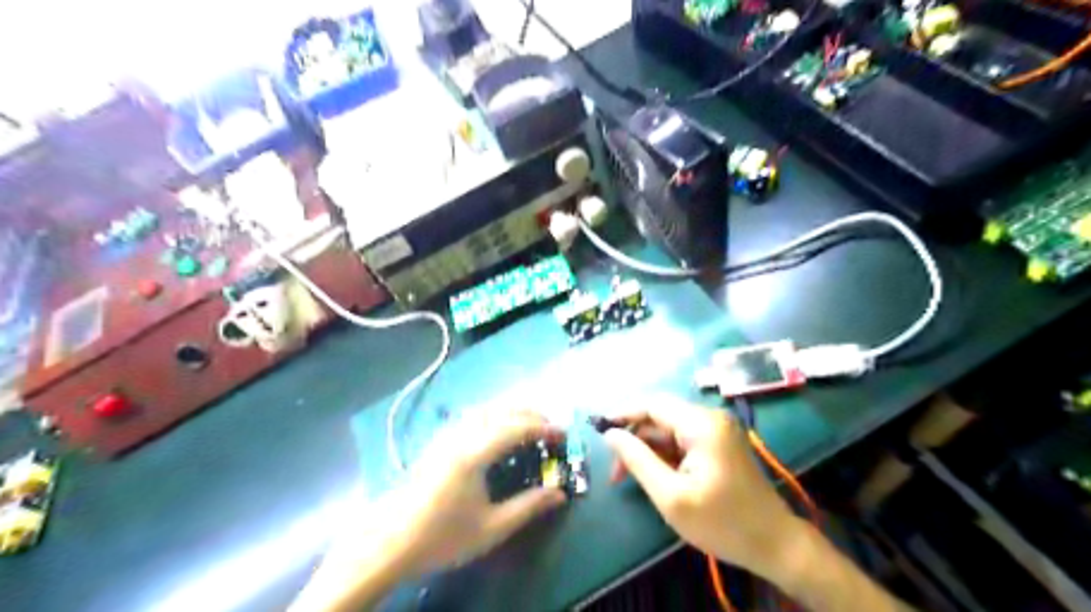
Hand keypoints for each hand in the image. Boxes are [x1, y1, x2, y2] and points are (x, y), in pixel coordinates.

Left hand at [387, 409, 566, 574]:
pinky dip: (494, 414)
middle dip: (530, 413)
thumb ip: (528, 506)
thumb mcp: (491, 527)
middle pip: (501, 409)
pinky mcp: (438, 440)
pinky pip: (473, 415)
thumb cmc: (442, 536)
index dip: (543, 427)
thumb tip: (559, 493)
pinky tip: (498, 429)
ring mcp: (446, 434)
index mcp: (473, 453)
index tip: (563, 435)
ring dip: (512, 410)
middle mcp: (460, 434)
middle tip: (551, 427)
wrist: (390, 541)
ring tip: (530, 424)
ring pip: (485, 408)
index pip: (516, 427)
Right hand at [601, 398, 804, 581]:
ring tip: (629, 477)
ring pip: (669, 429)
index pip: (652, 404)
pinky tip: (655, 475)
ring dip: (648, 449)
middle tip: (614, 470)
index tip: (598, 429)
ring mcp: (718, 430)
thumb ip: (637, 460)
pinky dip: (665, 455)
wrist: (776, 545)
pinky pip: (683, 440)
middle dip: (634, 438)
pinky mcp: (720, 444)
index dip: (623, 413)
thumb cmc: (722, 523)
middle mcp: (710, 418)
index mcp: (701, 424)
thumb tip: (611, 435)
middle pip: (660, 416)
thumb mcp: (671, 495)